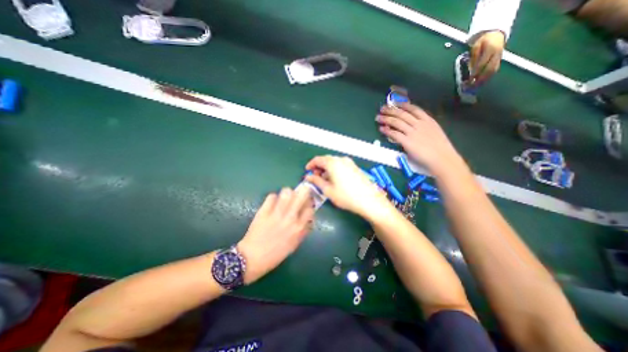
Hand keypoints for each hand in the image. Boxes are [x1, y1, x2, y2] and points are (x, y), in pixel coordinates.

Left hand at [237, 187, 313, 282]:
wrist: (252, 258)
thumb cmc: (275, 254)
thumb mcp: (294, 245)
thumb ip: (303, 230)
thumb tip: (308, 219)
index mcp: (299, 228)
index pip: (310, 209)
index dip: (308, 204)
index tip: (305, 204)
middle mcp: (290, 218)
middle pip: (301, 195)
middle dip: (302, 191)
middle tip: (299, 193)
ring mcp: (277, 213)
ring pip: (287, 192)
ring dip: (288, 193)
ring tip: (285, 197)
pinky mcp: (264, 211)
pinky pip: (271, 196)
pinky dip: (273, 197)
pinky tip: (272, 203)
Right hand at [306, 156, 391, 219]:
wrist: (369, 200)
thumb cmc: (346, 196)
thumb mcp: (328, 190)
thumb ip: (316, 181)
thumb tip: (308, 177)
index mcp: (333, 163)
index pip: (318, 159)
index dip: (311, 164)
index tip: (307, 171)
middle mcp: (341, 159)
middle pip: (326, 160)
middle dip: (319, 167)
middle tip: (315, 177)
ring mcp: (350, 163)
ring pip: (334, 162)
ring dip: (327, 169)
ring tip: (324, 180)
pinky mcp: (355, 167)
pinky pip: (341, 165)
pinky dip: (335, 170)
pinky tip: (335, 180)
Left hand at [371, 103, 465, 175]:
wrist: (442, 159)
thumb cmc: (440, 148)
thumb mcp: (434, 131)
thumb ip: (423, 127)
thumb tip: (411, 125)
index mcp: (428, 120)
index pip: (413, 109)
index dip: (402, 105)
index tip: (394, 103)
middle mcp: (419, 124)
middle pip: (402, 114)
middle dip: (390, 110)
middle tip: (382, 109)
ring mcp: (413, 132)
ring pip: (396, 122)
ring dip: (386, 119)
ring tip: (378, 118)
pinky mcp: (407, 142)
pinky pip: (394, 134)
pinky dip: (387, 130)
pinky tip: (381, 129)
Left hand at [471, 32, 503, 86]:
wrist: (496, 34)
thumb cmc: (483, 41)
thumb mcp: (475, 47)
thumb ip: (474, 58)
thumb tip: (471, 69)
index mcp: (490, 49)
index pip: (482, 64)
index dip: (475, 73)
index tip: (469, 79)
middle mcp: (497, 54)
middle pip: (489, 69)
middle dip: (480, 78)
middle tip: (472, 85)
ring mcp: (499, 57)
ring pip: (493, 71)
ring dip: (484, 80)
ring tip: (476, 86)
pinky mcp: (499, 60)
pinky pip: (494, 70)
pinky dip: (487, 77)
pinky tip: (481, 82)